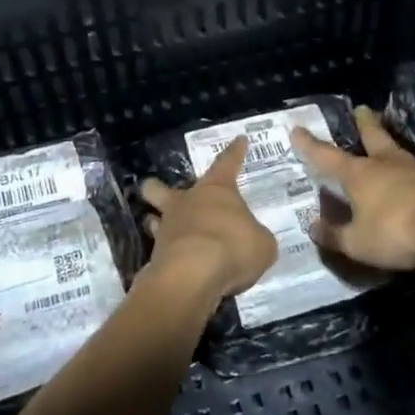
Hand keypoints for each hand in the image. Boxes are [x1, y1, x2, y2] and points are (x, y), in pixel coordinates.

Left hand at [139, 138, 278, 301]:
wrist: (192, 275)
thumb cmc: (232, 248)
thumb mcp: (261, 244)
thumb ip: (256, 238)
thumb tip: (251, 240)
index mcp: (216, 190)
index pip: (227, 163)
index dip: (235, 152)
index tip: (239, 139)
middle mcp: (186, 202)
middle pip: (161, 187)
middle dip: (159, 188)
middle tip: (164, 193)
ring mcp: (167, 228)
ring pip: (153, 218)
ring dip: (157, 223)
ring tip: (164, 231)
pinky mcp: (156, 255)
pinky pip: (159, 251)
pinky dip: (165, 256)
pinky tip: (175, 264)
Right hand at [292, 106, 414, 270]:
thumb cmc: (398, 230)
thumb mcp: (359, 243)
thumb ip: (335, 236)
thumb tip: (313, 227)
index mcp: (360, 174)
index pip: (326, 156)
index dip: (309, 145)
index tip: (297, 128)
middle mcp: (386, 164)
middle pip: (373, 137)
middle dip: (365, 124)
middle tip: (362, 109)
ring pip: (398, 152)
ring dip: (390, 147)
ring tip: (388, 147)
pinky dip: (412, 175)